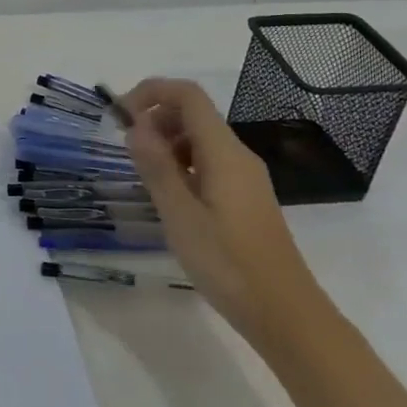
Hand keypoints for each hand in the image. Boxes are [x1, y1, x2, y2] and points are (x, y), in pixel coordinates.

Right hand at [121, 78, 321, 342]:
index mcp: (224, 152)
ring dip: (166, 143)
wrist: (285, 314)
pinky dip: (182, 164)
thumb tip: (135, 125)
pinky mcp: (245, 198)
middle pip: (194, 114)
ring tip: (144, 176)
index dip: (151, 92)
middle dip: (155, 118)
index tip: (120, 116)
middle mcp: (238, 156)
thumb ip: (156, 166)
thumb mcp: (180, 216)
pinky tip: (169, 197)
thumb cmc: (228, 264)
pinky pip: (209, 163)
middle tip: (127, 150)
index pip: (188, 95)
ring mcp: (245, 177)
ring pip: (200, 139)